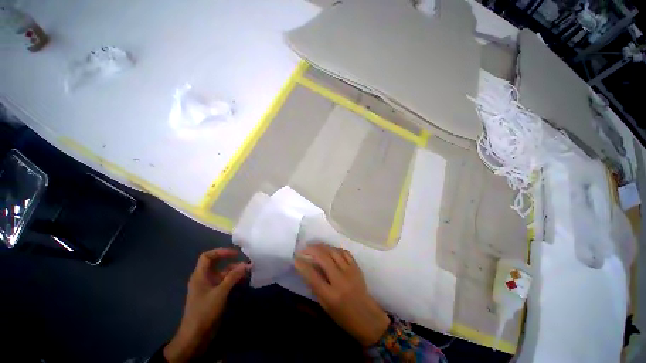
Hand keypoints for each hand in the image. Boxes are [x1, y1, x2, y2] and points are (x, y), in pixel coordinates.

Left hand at [164, 248, 250, 362]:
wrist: (196, 335)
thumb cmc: (205, 310)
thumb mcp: (220, 292)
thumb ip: (233, 277)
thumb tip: (246, 264)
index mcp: (200, 275)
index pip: (208, 256)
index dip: (221, 252)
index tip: (235, 254)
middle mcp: (204, 279)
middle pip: (217, 264)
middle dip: (231, 262)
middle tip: (245, 263)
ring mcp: (209, 287)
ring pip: (222, 274)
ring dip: (234, 272)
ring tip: (248, 272)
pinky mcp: (213, 295)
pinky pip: (224, 283)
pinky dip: (233, 280)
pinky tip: (243, 281)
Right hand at [294, 244, 389, 346]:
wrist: (367, 317)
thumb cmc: (343, 316)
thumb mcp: (325, 307)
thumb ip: (315, 287)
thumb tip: (307, 270)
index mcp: (330, 295)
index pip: (313, 276)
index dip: (302, 265)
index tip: (295, 258)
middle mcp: (340, 281)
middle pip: (324, 258)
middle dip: (312, 250)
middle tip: (304, 249)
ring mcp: (350, 272)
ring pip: (334, 251)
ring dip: (322, 246)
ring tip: (315, 247)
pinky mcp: (356, 267)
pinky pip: (344, 252)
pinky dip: (335, 249)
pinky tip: (329, 250)